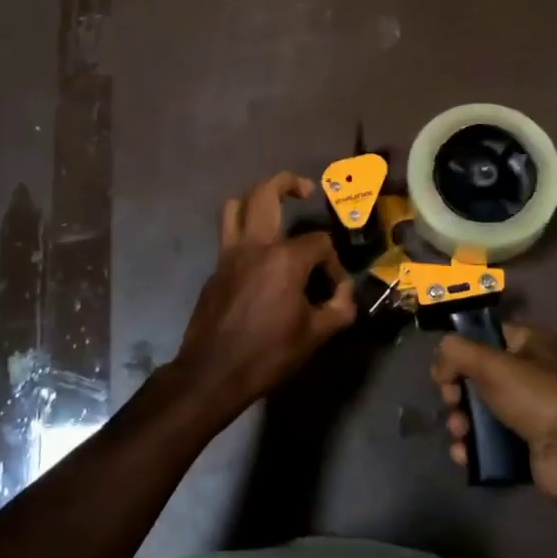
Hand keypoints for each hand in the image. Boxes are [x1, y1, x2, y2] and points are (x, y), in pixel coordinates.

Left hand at [175, 172, 356, 415]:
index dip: (333, 262)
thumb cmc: (267, 354)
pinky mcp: (215, 270)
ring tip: (274, 209)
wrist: (212, 374)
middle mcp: (255, 246)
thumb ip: (339, 309)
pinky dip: (244, 231)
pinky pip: (228, 235)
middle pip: (266, 193)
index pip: (319, 242)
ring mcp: (229, 255)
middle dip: (288, 183)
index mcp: (284, 259)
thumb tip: (344, 293)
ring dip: (255, 199)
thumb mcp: (315, 336)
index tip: (334, 288)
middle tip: (305, 191)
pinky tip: (259, 257)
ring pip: (235, 206)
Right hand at [431, 324, 556, 501]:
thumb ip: (457, 352)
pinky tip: (464, 455)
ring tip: (459, 433)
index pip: (488, 336)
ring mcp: (531, 413)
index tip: (444, 369)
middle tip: (451, 402)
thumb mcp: (492, 363)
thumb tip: (439, 360)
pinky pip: (492, 443)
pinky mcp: (529, 447)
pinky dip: (474, 449)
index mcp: (531, 344)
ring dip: (462, 422)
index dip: (462, 350)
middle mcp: (532, 374)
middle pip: (480, 377)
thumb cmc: (538, 396)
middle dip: (458, 392)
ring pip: (482, 412)